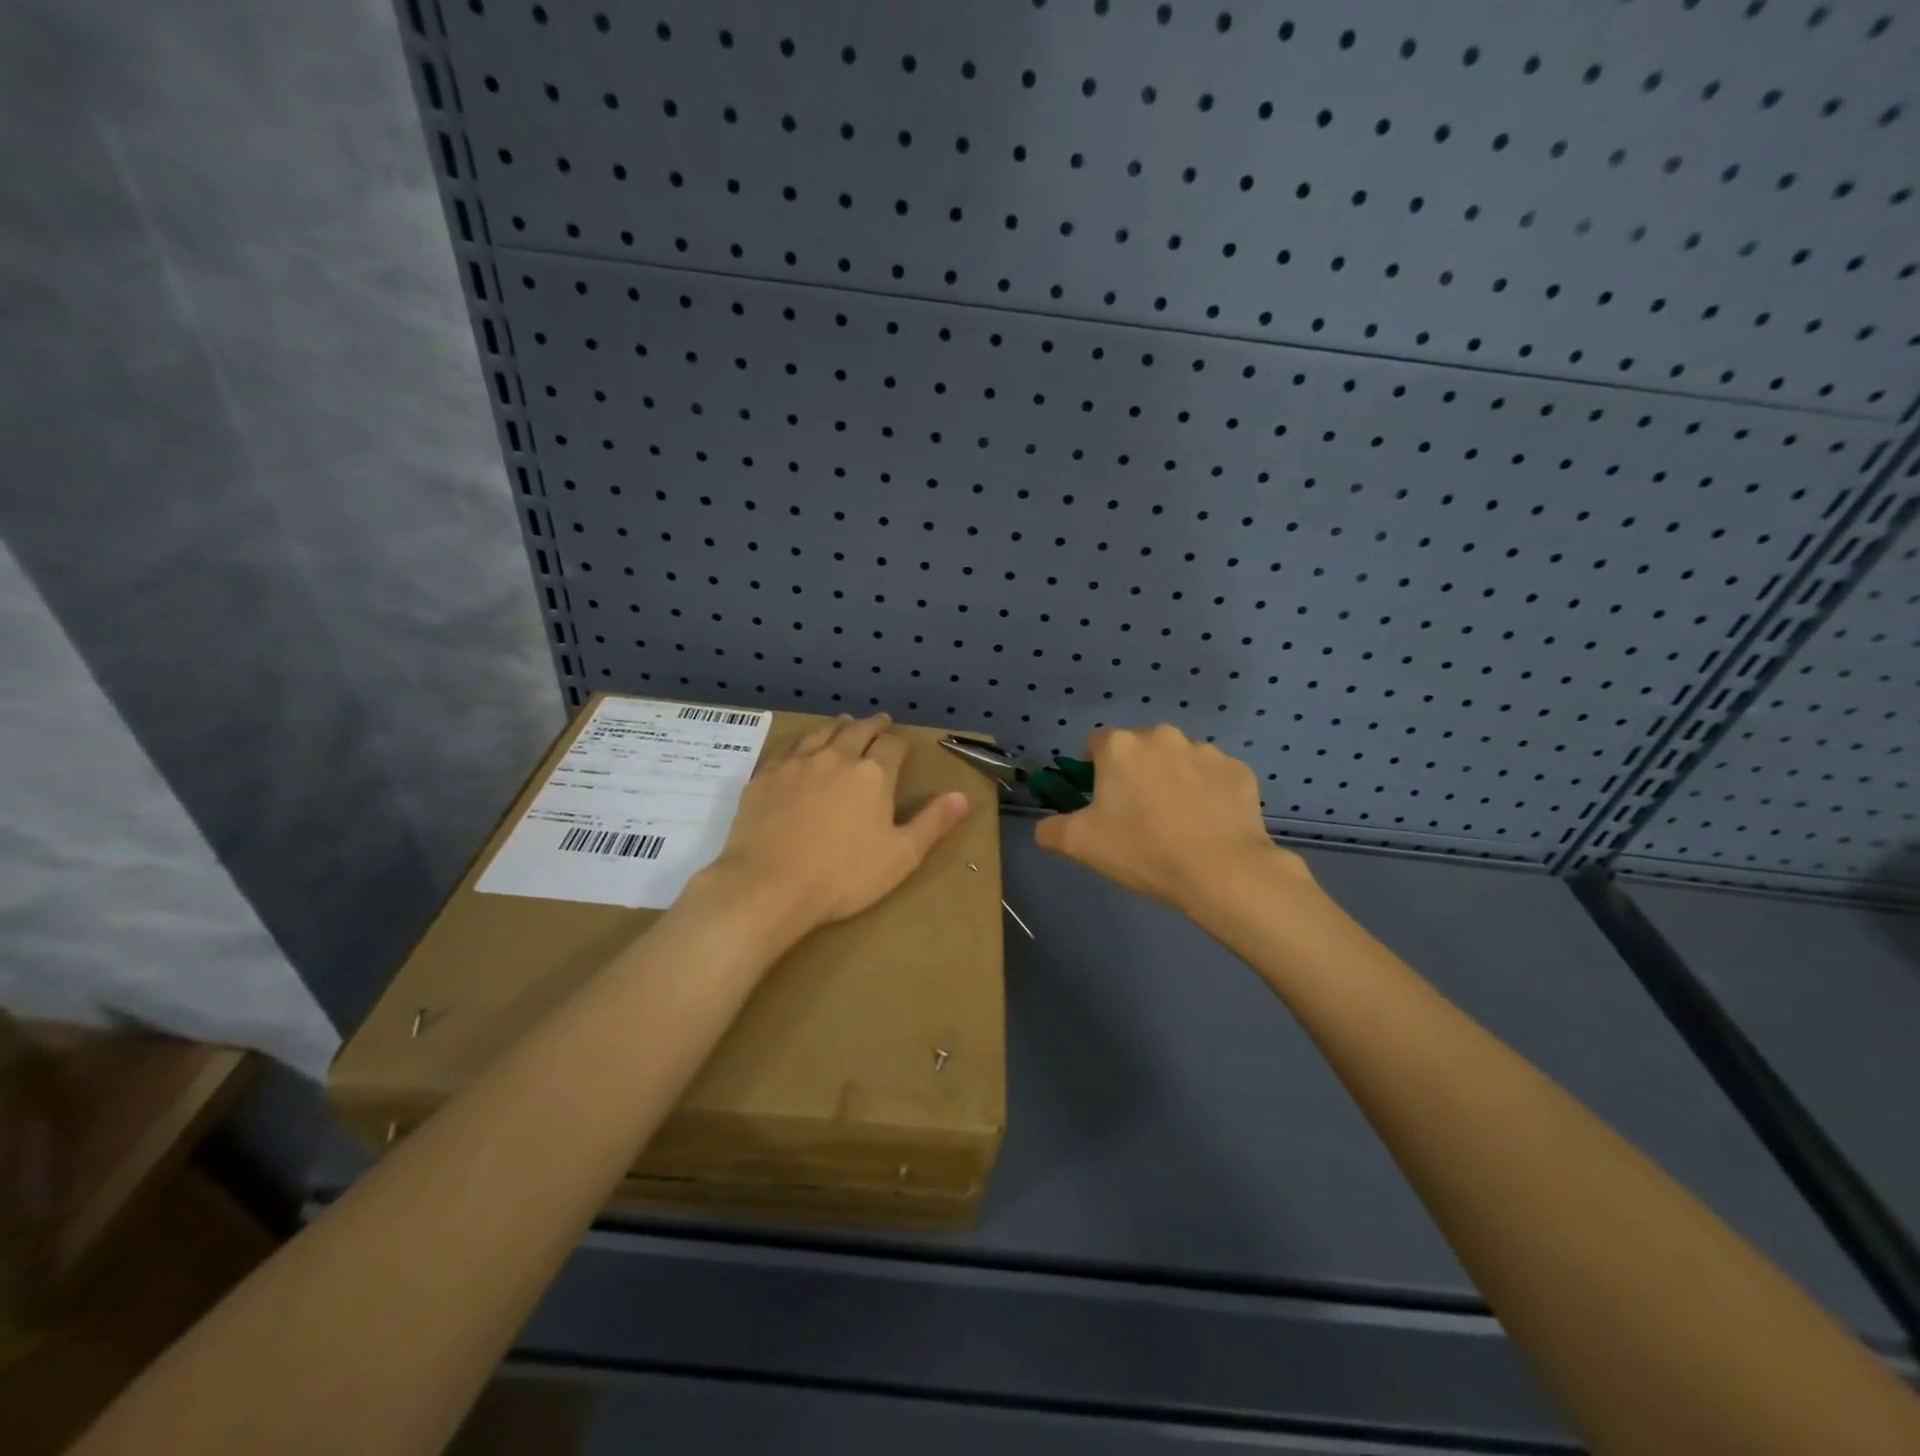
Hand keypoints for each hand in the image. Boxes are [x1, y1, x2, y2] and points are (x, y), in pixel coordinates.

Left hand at [700, 714, 969, 944]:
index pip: (892, 745)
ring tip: (844, 723)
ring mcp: (796, 763)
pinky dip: (803, 738)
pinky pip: (789, 745)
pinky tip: (802, 744)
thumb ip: (932, 822)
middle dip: (872, 725)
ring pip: (822, 732)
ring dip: (838, 725)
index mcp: (873, 774)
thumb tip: (962, 796)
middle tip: (878, 722)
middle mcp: (836, 757)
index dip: (899, 741)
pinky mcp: (765, 776)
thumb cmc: (843, 876)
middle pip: (857, 730)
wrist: (769, 886)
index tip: (901, 743)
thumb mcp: (901, 856)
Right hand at [1034, 724, 1309, 914]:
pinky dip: (1207, 793)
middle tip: (1137, 815)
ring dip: (1172, 780)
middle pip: (1138, 748)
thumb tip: (1045, 827)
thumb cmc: (1143, 850)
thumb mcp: (1079, 845)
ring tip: (1177, 823)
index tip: (1102, 801)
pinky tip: (1207, 825)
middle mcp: (1162, 736)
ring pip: (1177, 760)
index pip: (1095, 743)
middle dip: (1135, 773)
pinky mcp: (1238, 770)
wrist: (1221, 871)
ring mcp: (1205, 751)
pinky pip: (1212, 777)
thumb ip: (1050, 829)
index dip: (1094, 769)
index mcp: (1120, 746)